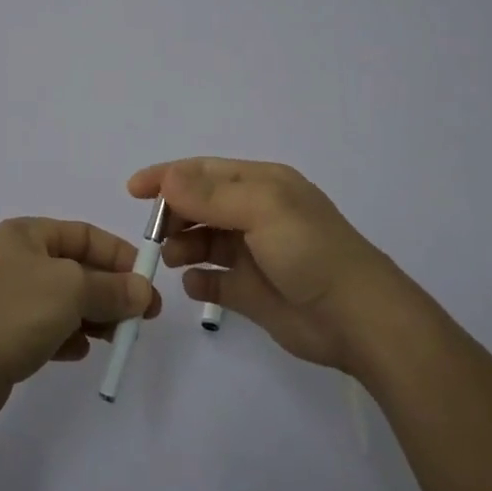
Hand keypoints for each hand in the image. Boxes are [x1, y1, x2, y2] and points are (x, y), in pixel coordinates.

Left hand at [0, 217, 161, 426]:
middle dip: (111, 290)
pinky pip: (49, 330)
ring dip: (95, 316)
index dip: (119, 255)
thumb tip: (142, 290)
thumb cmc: (11, 312)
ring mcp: (10, 300)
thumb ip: (110, 289)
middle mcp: (19, 261)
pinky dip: (69, 338)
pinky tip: (81, 352)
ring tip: (119, 337)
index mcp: (28, 235)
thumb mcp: (70, 290)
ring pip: (66, 302)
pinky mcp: (6, 336)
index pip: (85, 236)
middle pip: (78, 270)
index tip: (148, 281)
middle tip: (144, 317)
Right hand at [131, 157, 412, 373]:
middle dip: (173, 214)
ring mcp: (253, 254)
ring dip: (182, 246)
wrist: (357, 318)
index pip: (204, 171)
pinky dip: (199, 280)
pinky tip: (194, 284)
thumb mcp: (261, 209)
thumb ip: (210, 195)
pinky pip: (214, 280)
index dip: (168, 176)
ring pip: (204, 242)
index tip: (134, 190)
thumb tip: (167, 178)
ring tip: (171, 259)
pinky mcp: (252, 292)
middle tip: (154, 234)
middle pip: (200, 205)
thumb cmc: (309, 250)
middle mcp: (255, 214)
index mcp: (261, 185)